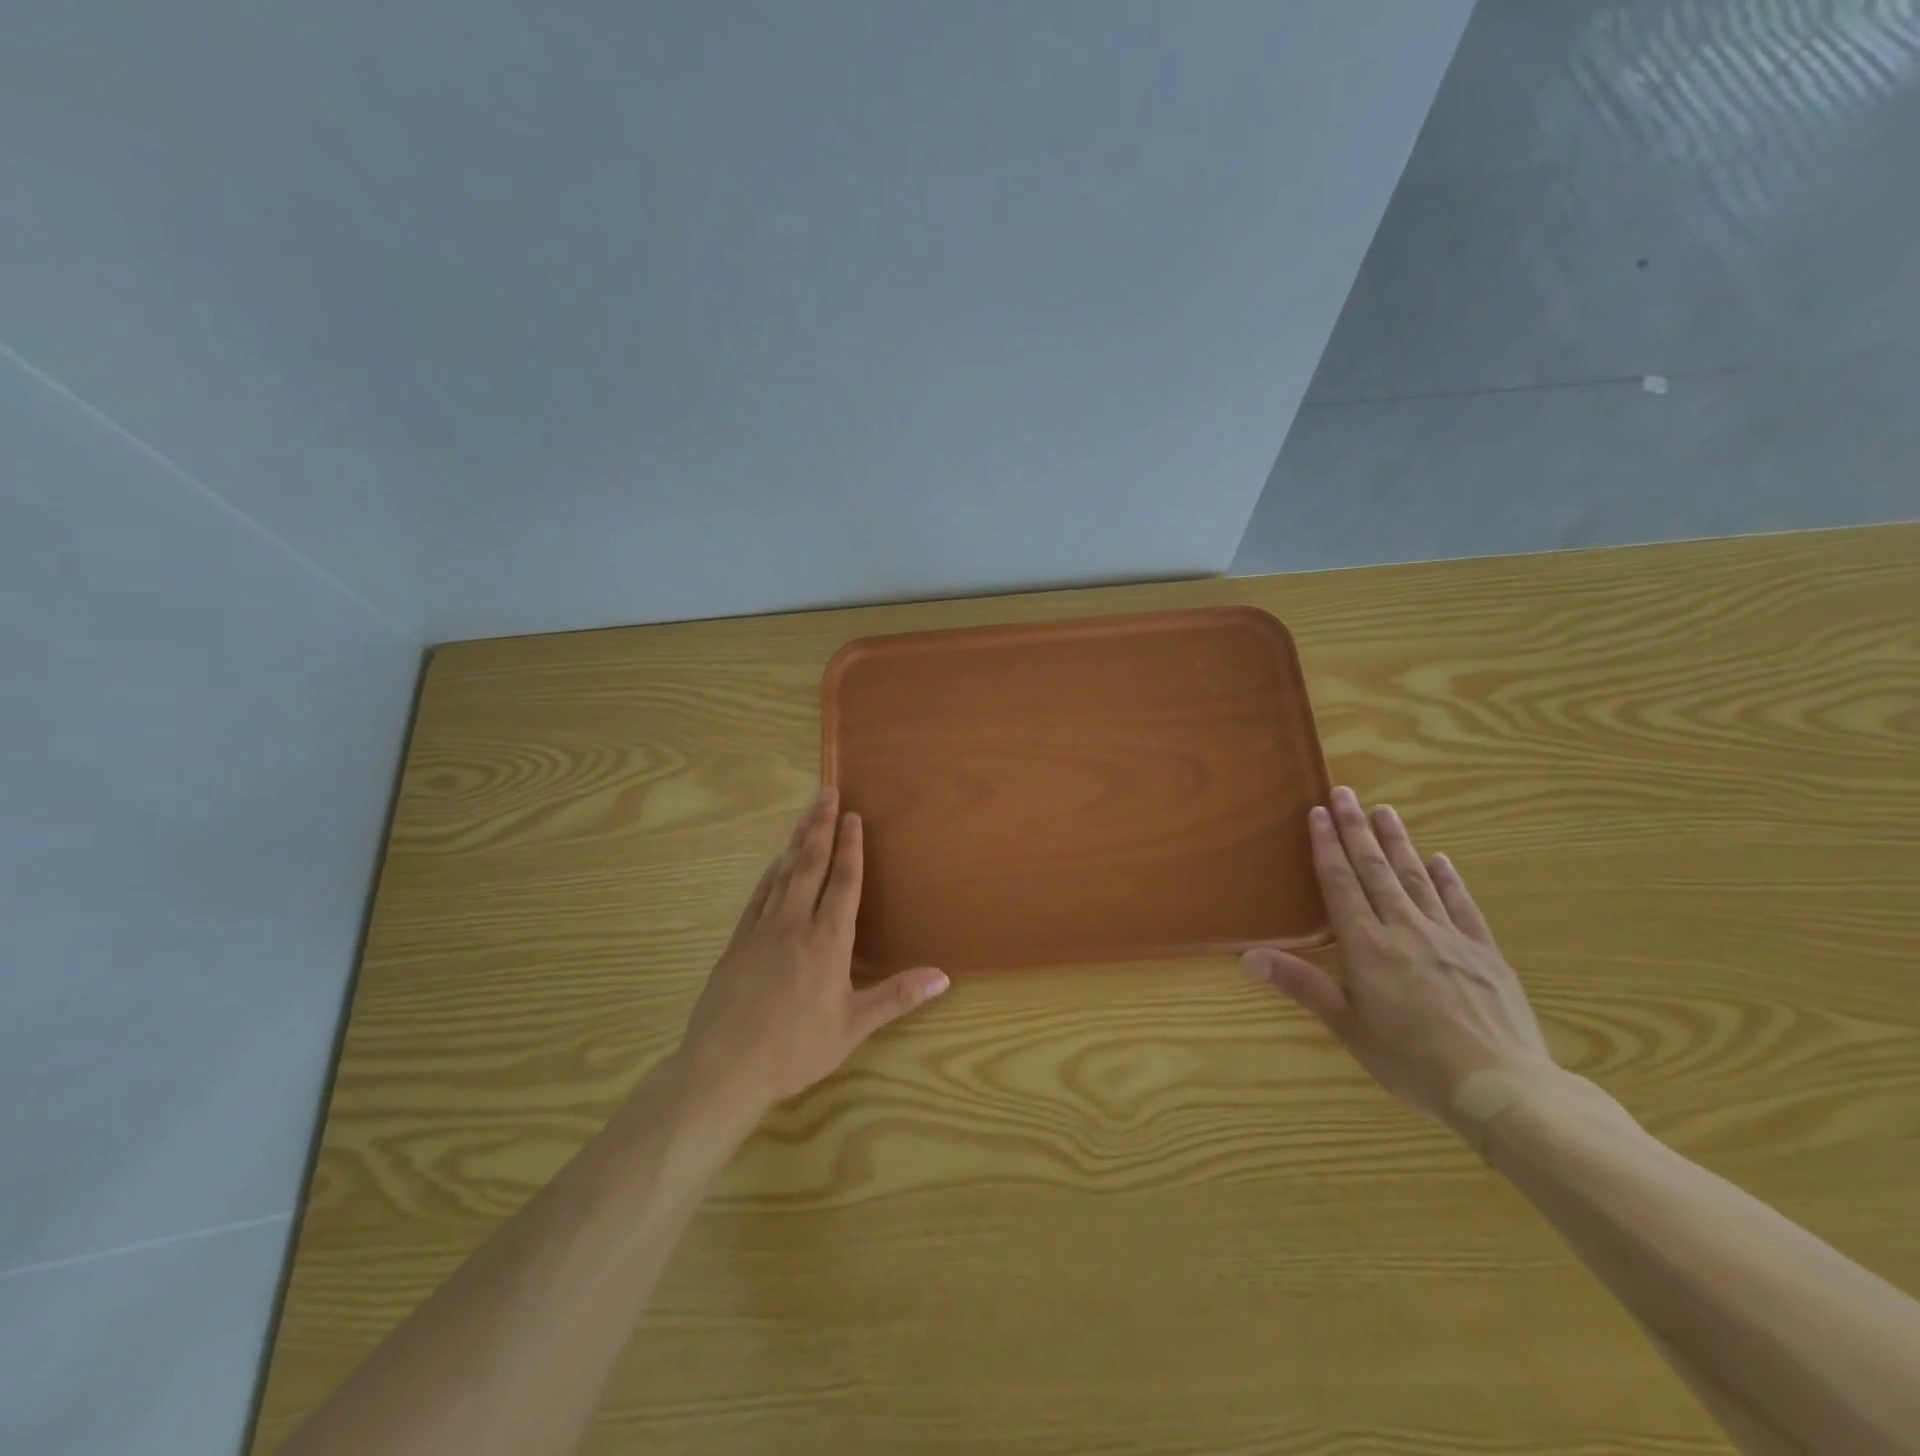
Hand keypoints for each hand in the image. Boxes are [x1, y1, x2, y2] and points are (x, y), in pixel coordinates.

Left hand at [678, 787, 948, 1118]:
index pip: (843, 881)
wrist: (724, 1068)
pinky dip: (770, 873)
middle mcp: (795, 924)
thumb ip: (897, 996)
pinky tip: (776, 863)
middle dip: (821, 826)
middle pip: (811, 864)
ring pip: (783, 874)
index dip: (850, 847)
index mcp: (828, 940)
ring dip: (797, 841)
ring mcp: (762, 930)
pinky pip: (758, 896)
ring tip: (806, 815)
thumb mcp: (853, 1026)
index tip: (853, 816)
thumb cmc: (796, 1048)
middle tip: (827, 792)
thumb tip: (943, 977)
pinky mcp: (738, 942)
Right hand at [1243, 786, 1553, 1132]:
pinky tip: (1441, 860)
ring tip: (1385, 811)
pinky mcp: (1484, 953)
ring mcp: (1449, 938)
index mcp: (1367, 947)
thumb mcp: (1348, 1028)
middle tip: (1346, 793)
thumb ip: (1302, 985)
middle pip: (1376, 870)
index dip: (1327, 846)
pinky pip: (1462, 906)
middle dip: (1357, 829)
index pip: (1341, 884)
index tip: (1318, 813)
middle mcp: (1405, 930)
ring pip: (1416, 878)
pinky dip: (1449, 880)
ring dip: (1398, 843)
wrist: (1502, 1089)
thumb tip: (1248, 955)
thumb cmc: (1412, 1062)